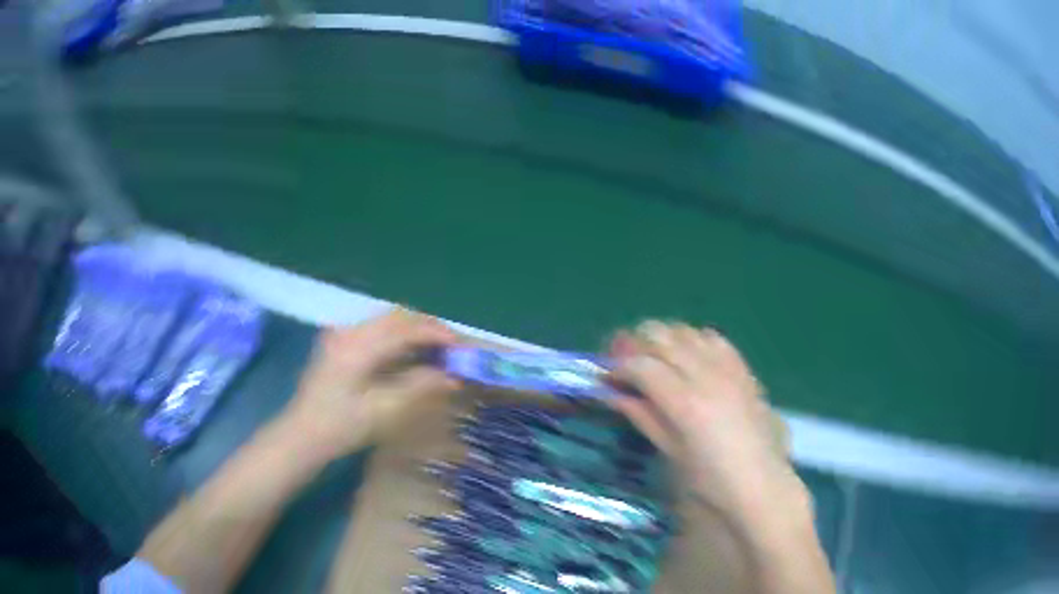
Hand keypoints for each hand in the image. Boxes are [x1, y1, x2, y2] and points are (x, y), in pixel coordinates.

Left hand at [277, 308, 459, 463]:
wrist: (302, 434)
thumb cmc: (341, 427)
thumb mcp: (383, 411)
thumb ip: (418, 387)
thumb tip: (452, 375)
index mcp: (357, 346)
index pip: (405, 326)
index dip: (437, 333)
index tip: (461, 346)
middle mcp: (348, 330)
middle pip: (397, 316)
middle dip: (428, 328)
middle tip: (453, 348)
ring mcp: (341, 333)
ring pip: (387, 320)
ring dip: (414, 331)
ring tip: (437, 351)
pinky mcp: (339, 342)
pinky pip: (376, 330)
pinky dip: (399, 337)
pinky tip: (410, 355)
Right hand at [609, 321, 810, 532]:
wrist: (759, 484)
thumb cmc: (710, 481)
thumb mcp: (670, 451)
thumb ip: (643, 416)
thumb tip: (614, 393)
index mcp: (684, 402)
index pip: (640, 365)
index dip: (616, 367)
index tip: (605, 377)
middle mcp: (705, 375)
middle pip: (660, 337)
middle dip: (634, 344)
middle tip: (621, 363)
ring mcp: (727, 368)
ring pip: (685, 331)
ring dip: (662, 339)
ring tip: (651, 359)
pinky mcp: (742, 368)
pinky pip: (713, 338)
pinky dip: (693, 340)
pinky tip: (687, 358)